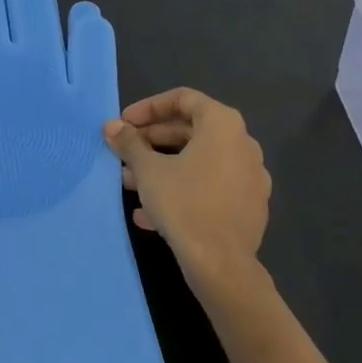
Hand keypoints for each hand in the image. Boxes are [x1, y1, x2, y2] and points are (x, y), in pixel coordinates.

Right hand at [104, 88, 270, 283]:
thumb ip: (129, 143)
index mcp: (223, 125)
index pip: (183, 99)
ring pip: (199, 161)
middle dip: (152, 140)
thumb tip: (111, 126)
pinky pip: (210, 186)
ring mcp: (250, 176)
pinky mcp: (248, 205)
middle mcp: (243, 144)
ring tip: (129, 184)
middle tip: (124, 152)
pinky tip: (150, 213)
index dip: (148, 107)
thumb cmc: (184, 204)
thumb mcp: (148, 170)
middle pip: (192, 130)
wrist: (222, 264)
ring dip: (162, 167)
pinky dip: (181, 189)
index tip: (124, 123)